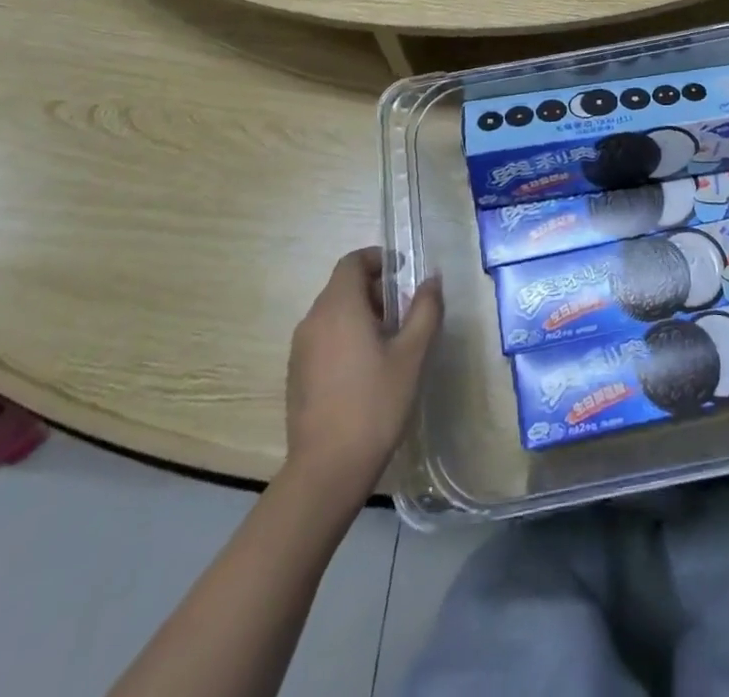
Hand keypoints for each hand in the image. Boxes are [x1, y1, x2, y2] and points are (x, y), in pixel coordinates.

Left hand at [284, 248, 441, 503]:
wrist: (327, 469)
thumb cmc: (375, 403)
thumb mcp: (412, 354)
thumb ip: (425, 309)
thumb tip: (432, 279)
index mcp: (338, 307)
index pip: (352, 262)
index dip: (378, 260)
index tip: (403, 273)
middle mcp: (313, 320)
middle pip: (342, 286)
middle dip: (375, 290)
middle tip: (405, 312)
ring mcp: (300, 349)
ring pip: (333, 313)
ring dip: (361, 314)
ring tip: (390, 342)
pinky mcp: (296, 374)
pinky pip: (323, 337)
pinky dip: (345, 336)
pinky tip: (366, 369)